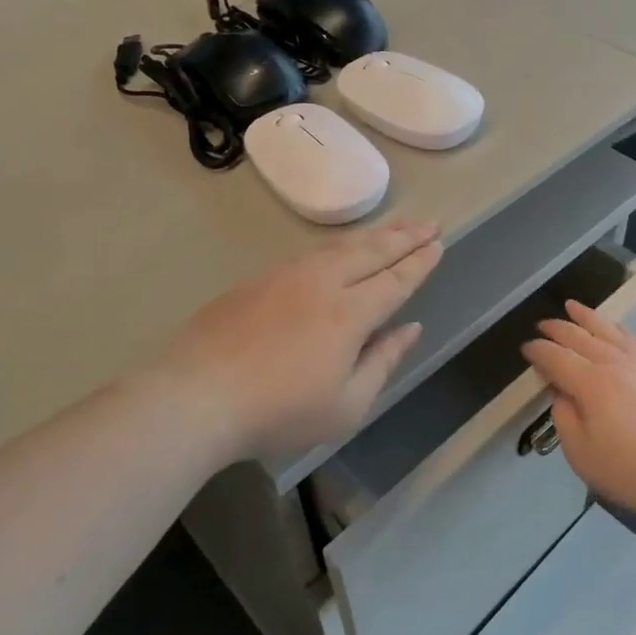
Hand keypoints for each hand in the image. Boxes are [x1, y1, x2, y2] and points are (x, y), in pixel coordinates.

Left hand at [154, 220, 443, 461]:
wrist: (197, 395)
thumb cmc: (279, 411)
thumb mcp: (346, 406)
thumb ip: (383, 362)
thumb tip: (410, 329)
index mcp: (350, 314)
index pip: (395, 280)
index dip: (419, 263)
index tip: (438, 244)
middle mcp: (323, 283)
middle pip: (371, 252)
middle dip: (404, 238)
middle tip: (429, 223)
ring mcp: (287, 276)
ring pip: (340, 247)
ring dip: (373, 236)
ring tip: (394, 228)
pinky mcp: (258, 280)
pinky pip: (311, 253)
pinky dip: (337, 246)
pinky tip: (339, 250)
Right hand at [522, 300, 635, 522]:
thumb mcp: (584, 456)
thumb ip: (565, 420)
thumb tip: (561, 395)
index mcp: (591, 384)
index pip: (556, 358)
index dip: (538, 351)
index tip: (525, 349)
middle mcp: (615, 364)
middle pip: (580, 337)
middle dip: (557, 329)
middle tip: (542, 325)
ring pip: (609, 331)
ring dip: (586, 317)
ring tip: (573, 306)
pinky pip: (633, 339)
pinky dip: (617, 328)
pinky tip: (615, 328)